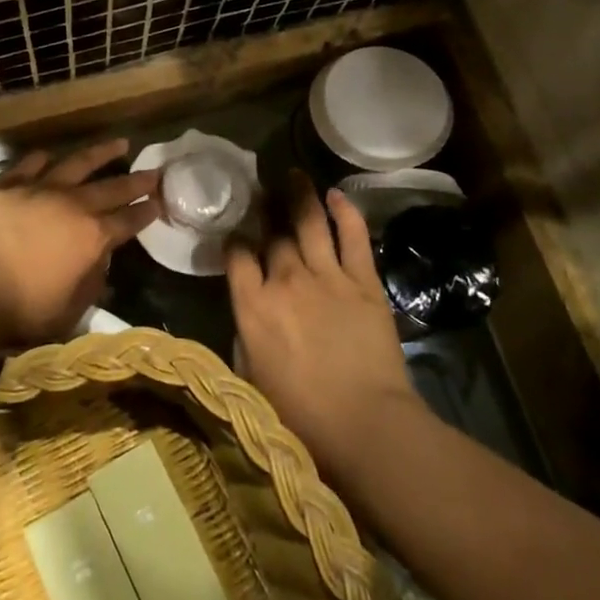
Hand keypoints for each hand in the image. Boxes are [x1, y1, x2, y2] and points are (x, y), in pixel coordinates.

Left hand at [0, 140, 161, 346]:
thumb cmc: (20, 310)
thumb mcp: (68, 312)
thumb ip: (90, 284)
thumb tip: (100, 263)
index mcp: (92, 237)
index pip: (129, 220)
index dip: (146, 211)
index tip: (159, 201)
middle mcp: (72, 205)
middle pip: (111, 188)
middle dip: (136, 179)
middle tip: (154, 170)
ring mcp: (38, 189)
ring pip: (76, 164)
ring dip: (100, 153)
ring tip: (118, 143)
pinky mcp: (5, 184)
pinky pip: (29, 165)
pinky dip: (42, 159)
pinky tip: (48, 155)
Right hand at [227, 173, 419, 483]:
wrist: (365, 424)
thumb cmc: (301, 416)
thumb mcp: (251, 379)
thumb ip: (245, 337)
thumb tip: (248, 315)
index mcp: (253, 305)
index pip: (236, 255)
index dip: (235, 239)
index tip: (236, 234)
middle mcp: (285, 280)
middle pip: (272, 235)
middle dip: (264, 210)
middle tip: (262, 192)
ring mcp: (327, 276)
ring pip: (308, 222)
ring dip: (299, 195)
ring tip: (294, 174)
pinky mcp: (363, 282)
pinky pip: (352, 237)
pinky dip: (345, 212)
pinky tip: (337, 195)